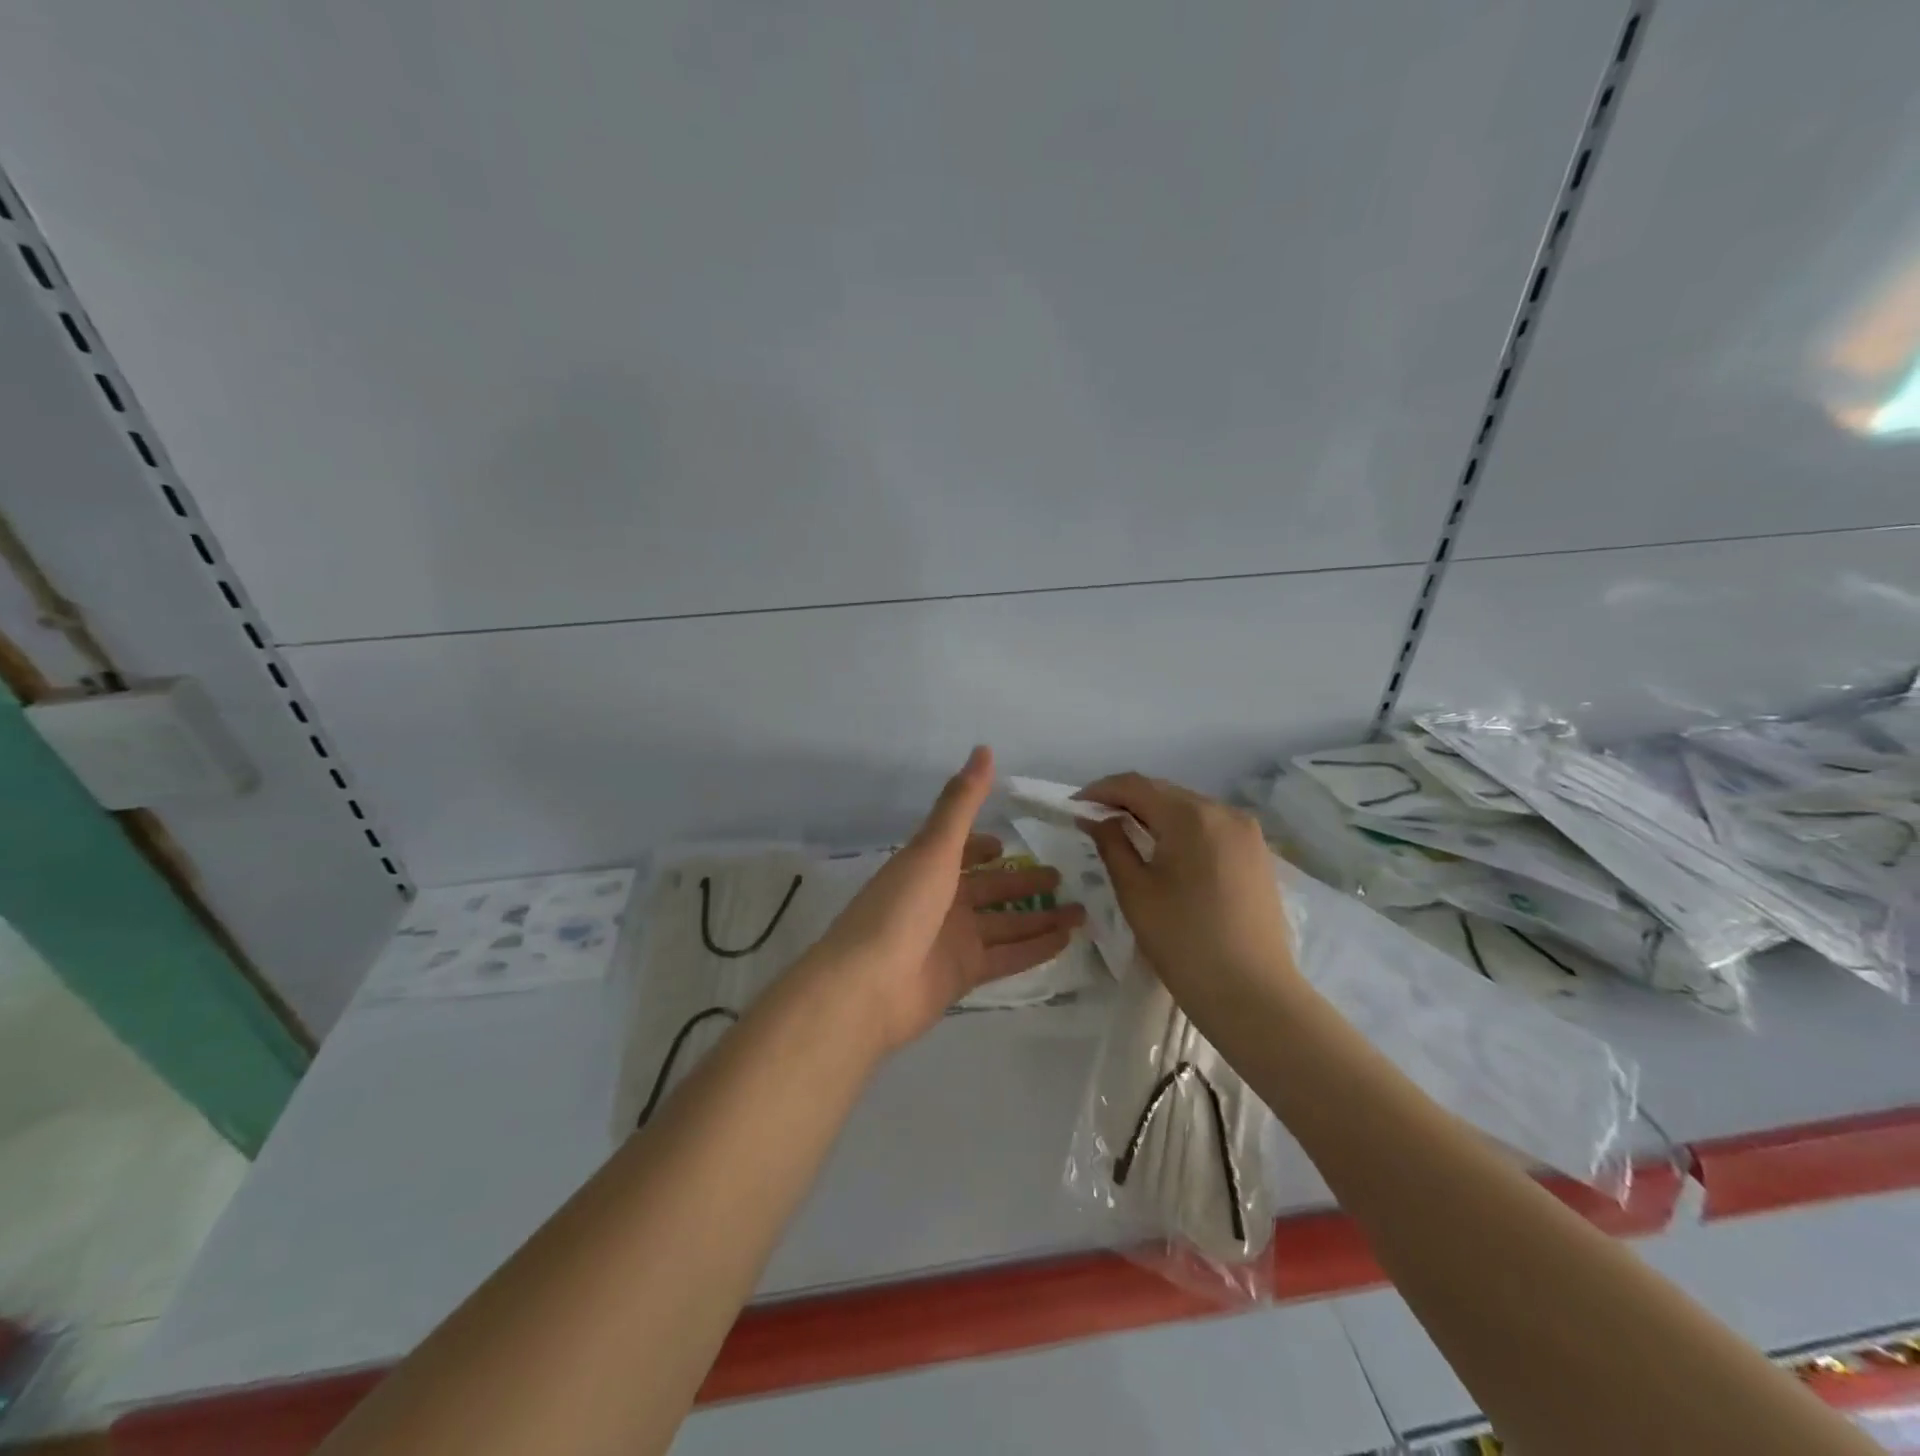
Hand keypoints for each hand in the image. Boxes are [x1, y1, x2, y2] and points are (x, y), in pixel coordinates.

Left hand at [810, 747, 1085, 1050]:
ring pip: (1005, 924)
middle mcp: (940, 901)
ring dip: (1040, 917)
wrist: (868, 987)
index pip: (959, 852)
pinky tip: (1067, 941)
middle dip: (1022, 883)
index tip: (1008, 844)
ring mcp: (952, 940)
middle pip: (990, 889)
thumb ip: (961, 803)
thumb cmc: (900, 907)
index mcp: (928, 867)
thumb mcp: (934, 848)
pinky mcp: (963, 975)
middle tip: (1062, 877)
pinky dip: (1035, 949)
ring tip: (1081, 911)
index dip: (981, 847)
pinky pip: (1007, 957)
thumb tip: (984, 749)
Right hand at [1074, 773, 1297, 1001]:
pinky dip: (1182, 831)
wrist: (1253, 996)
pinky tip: (1165, 853)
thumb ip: (1112, 844)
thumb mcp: (1135, 892)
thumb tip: (1097, 818)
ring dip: (1155, 815)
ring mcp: (1248, 833)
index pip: (1137, 785)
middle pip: (1165, 793)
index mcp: (1192, 816)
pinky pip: (1211, 828)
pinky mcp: (1258, 855)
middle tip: (1095, 821)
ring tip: (1126, 836)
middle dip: (1127, 801)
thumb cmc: (1184, 942)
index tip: (1074, 806)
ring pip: (1190, 809)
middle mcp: (1225, 812)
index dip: (1101, 790)